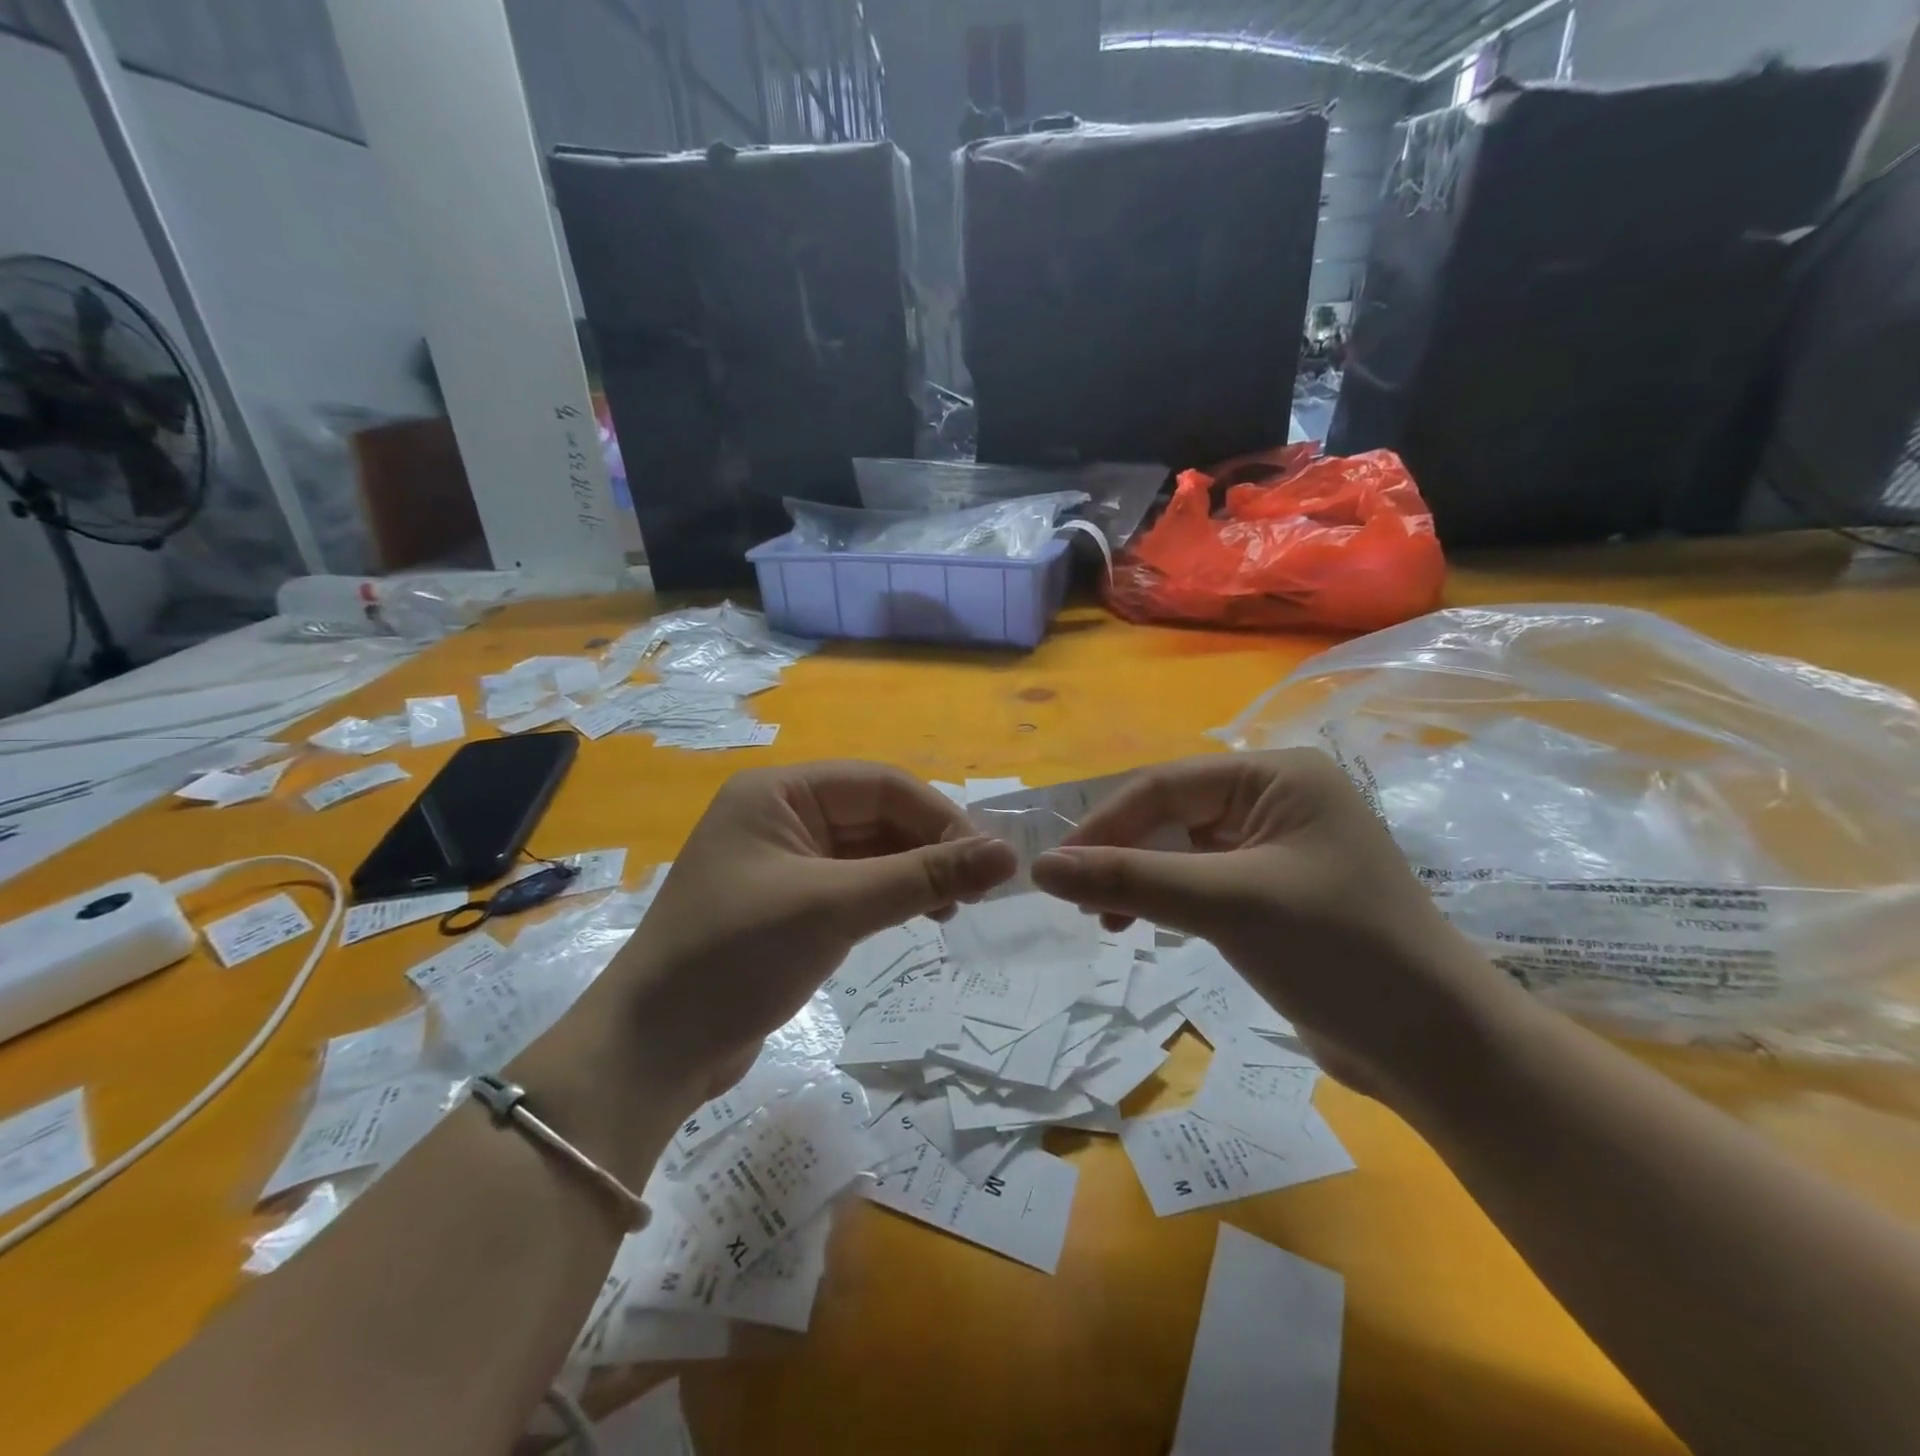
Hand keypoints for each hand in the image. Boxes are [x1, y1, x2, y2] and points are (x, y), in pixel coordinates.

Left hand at [593, 762, 1015, 1107]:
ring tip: (954, 909)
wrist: (653, 1050)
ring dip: (915, 873)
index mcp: (779, 792)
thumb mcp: (835, 908)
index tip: (989, 859)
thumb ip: (923, 876)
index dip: (939, 815)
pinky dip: (890, 897)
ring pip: (870, 851)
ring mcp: (784, 861)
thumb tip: (1007, 855)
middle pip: (877, 815)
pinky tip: (920, 917)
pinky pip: (854, 884)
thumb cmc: (737, 957)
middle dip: (930, 847)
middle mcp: (781, 815)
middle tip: (980, 889)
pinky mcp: (789, 904)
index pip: (880, 784)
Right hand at [1030, 750, 1512, 1103]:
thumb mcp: (1227, 905)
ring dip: (1139, 879)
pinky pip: (1201, 879)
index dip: (1104, 825)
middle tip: (1081, 902)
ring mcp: (1277, 846)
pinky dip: (1167, 899)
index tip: (1053, 870)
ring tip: (1107, 920)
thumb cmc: (1338, 953)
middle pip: (1171, 814)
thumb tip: (1042, 867)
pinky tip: (1143, 924)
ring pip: (1181, 849)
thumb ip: (1131, 879)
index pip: (1165, 787)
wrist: (1438, 1050)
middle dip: (1122, 855)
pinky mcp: (1274, 890)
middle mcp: (1277, 798)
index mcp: (1277, 775)